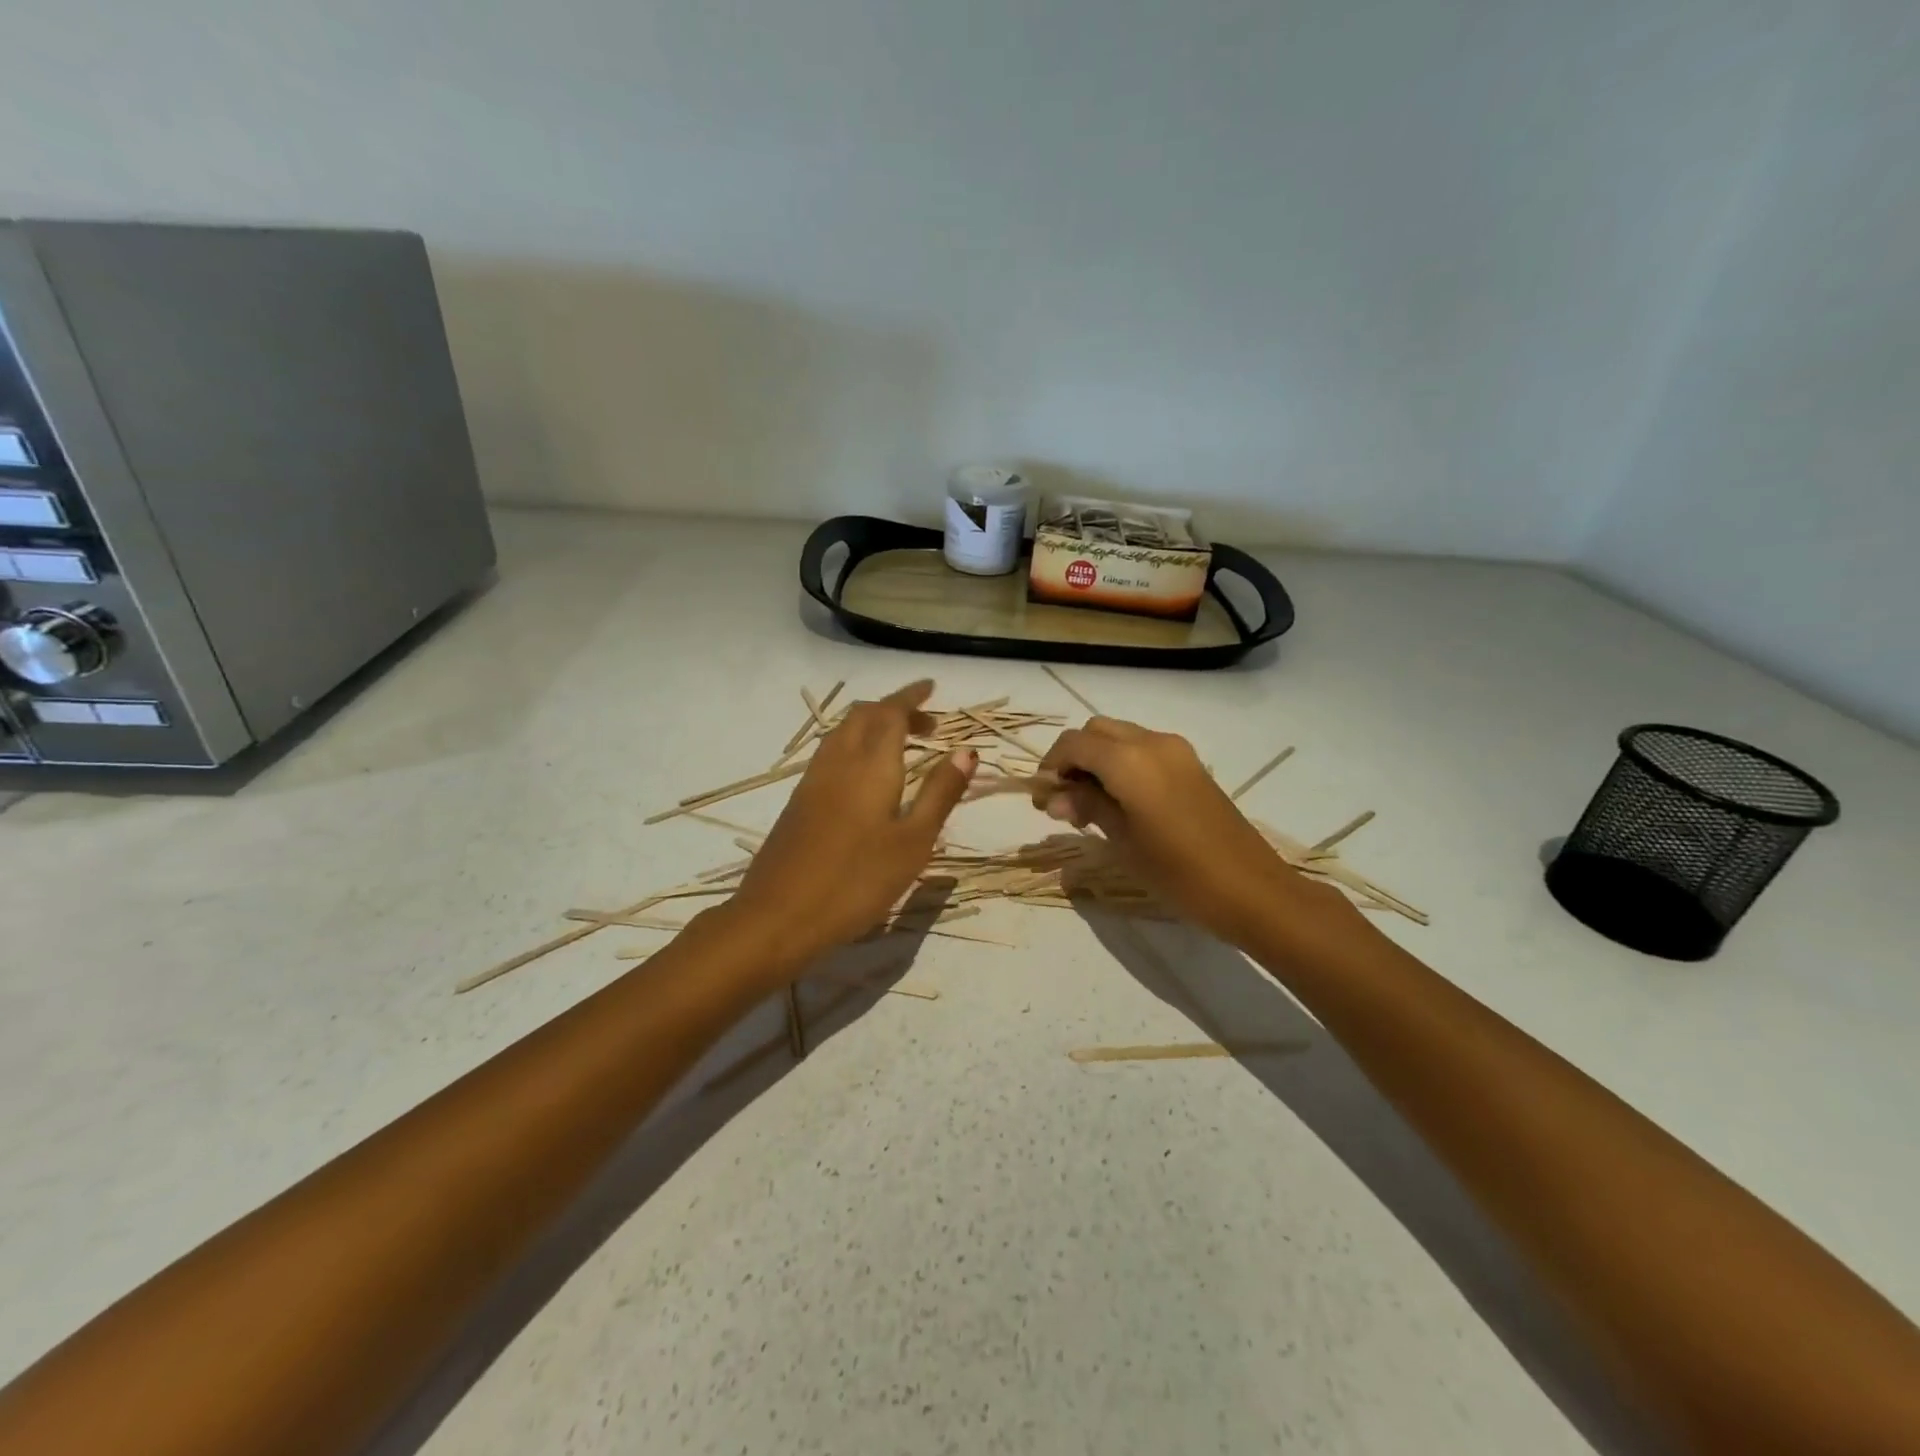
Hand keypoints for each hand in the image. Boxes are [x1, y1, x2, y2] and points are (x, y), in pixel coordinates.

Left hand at [727, 680, 976, 969]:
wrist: (778, 917)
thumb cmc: (857, 881)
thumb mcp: (913, 842)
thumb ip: (940, 793)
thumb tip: (967, 751)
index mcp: (871, 765)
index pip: (890, 712)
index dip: (911, 697)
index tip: (931, 688)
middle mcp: (838, 761)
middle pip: (863, 716)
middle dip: (894, 708)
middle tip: (926, 724)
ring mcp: (812, 781)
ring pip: (843, 733)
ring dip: (872, 725)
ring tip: (900, 745)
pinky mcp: (798, 802)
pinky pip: (830, 753)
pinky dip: (855, 745)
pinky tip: (865, 775)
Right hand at [1032, 717, 1355, 947]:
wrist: (1251, 890)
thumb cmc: (1178, 872)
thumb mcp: (1122, 840)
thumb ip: (1086, 806)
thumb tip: (1054, 796)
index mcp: (1129, 759)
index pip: (1073, 744)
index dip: (1050, 767)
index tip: (1042, 801)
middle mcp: (1152, 742)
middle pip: (1096, 732)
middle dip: (1073, 759)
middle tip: (1064, 802)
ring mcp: (1176, 751)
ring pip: (1120, 738)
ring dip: (1097, 761)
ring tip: (1090, 807)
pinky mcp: (1191, 765)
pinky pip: (1144, 750)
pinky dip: (1121, 765)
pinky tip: (1120, 803)